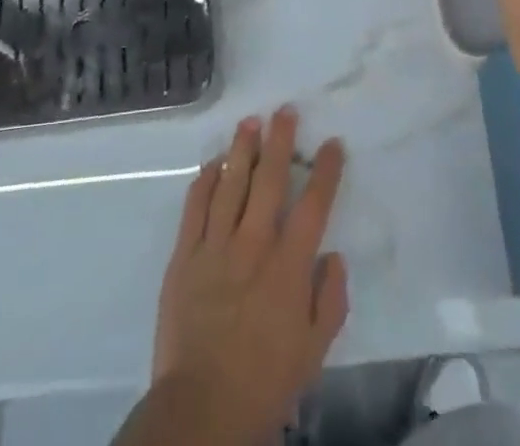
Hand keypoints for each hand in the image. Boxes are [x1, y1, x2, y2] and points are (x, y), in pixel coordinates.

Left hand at [150, 107, 347, 443]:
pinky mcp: (184, 255)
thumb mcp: (314, 352)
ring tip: (250, 122)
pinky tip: (213, 164)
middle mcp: (253, 245)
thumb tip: (335, 255)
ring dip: (242, 149)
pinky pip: (195, 207)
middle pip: (269, 181)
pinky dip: (204, 181)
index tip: (332, 143)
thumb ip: (330, 301)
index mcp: (289, 268)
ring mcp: (215, 246)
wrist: (201, 409)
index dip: (325, 171)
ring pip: (230, 183)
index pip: (313, 207)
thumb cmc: (264, 382)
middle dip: (280, 142)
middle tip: (285, 111)